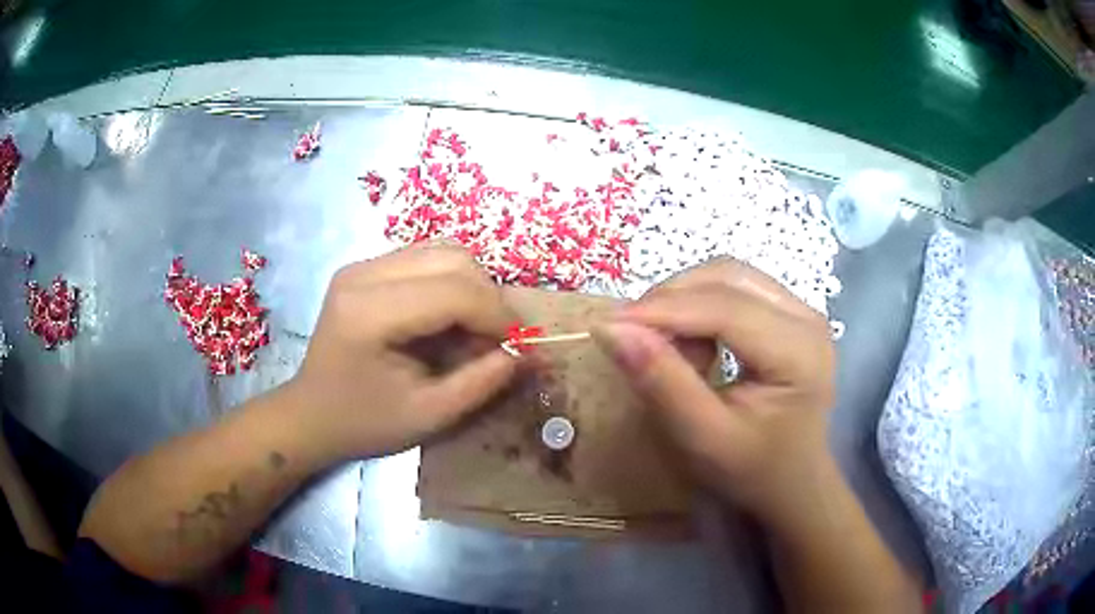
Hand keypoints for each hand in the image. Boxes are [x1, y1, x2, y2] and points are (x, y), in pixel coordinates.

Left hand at [283, 243, 518, 462]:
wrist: (312, 414)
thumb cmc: (365, 423)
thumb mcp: (430, 415)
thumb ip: (483, 381)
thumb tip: (529, 352)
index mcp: (369, 313)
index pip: (453, 291)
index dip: (497, 315)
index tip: (519, 346)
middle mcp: (363, 274)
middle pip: (452, 258)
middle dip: (489, 297)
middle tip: (499, 339)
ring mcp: (362, 265)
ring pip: (443, 251)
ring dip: (473, 287)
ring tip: (475, 329)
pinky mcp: (365, 268)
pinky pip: (426, 258)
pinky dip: (452, 283)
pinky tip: (449, 318)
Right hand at [593, 258, 836, 525]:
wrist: (793, 483)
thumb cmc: (753, 470)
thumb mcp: (703, 437)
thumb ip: (662, 382)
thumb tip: (611, 329)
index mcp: (798, 350)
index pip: (724, 308)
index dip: (662, 310)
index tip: (607, 324)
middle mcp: (806, 316)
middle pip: (726, 278)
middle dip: (670, 300)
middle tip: (632, 338)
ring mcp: (800, 310)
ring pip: (727, 276)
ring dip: (684, 302)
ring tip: (665, 347)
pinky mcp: (788, 313)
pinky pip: (734, 289)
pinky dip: (699, 307)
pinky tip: (692, 345)